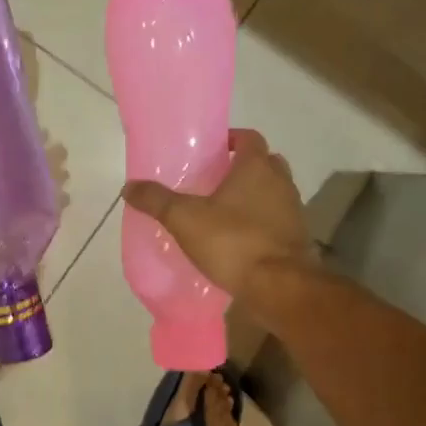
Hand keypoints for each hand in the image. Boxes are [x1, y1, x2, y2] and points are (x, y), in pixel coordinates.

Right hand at [122, 128, 311, 302]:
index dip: (231, 139)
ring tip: (223, 212)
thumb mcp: (184, 219)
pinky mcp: (297, 240)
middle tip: (215, 180)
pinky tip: (238, 240)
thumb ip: (156, 200)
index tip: (212, 150)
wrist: (279, 288)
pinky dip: (260, 224)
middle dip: (243, 168)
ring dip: (254, 197)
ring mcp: (294, 212)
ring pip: (273, 193)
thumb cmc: (233, 242)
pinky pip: (276, 221)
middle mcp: (281, 183)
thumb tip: (129, 187)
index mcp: (256, 168)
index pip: (249, 137)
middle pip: (265, 163)